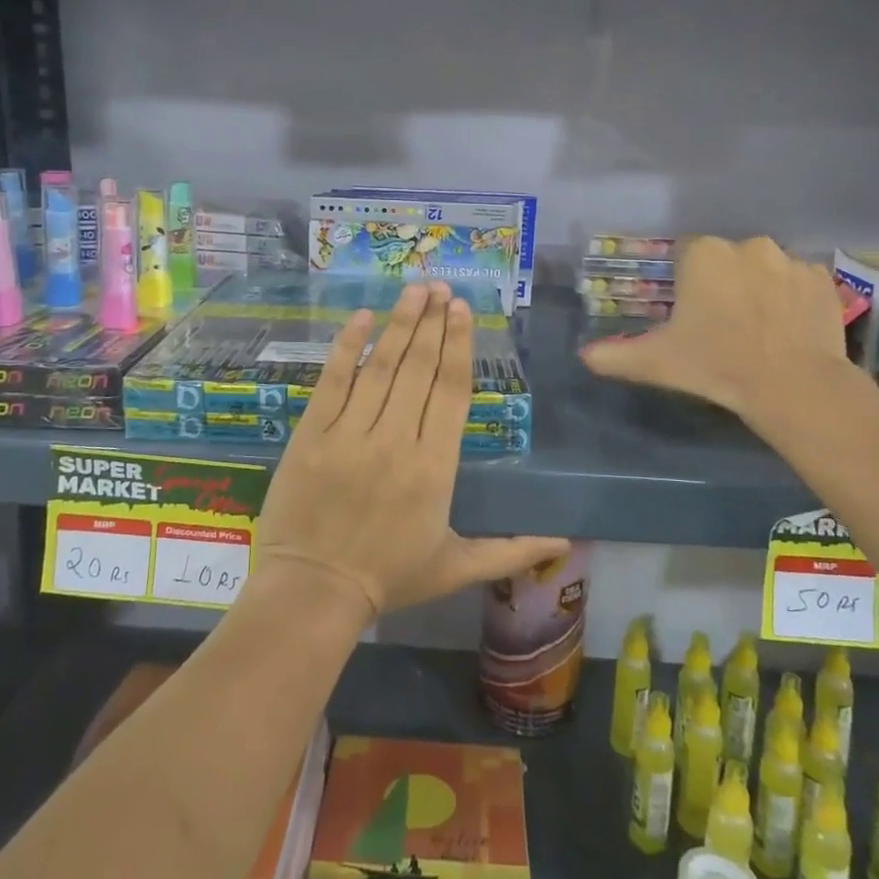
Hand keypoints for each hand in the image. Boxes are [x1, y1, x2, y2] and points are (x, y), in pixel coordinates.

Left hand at [255, 282, 568, 620]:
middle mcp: (396, 439)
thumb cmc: (389, 578)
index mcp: (435, 466)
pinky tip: (361, 317)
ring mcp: (351, 433)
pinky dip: (347, 347)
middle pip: (419, 368)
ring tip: (414, 290)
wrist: (313, 592)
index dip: (459, 346)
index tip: (463, 310)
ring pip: (381, 367)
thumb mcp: (457, 568)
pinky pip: (333, 381)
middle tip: (441, 286)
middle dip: (433, 322)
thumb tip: (565, 542)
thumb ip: (511, 550)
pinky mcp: (313, 433)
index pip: (451, 391)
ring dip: (399, 323)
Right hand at [581, 236, 853, 435]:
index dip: (686, 285)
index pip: (686, 256)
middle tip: (721, 325)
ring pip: (763, 268)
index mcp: (703, 254)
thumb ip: (614, 356)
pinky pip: (798, 281)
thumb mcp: (656, 363)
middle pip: (726, 259)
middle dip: (722, 283)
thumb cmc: (716, 364)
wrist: (793, 385)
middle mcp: (746, 244)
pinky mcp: (823, 278)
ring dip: (758, 288)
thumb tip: (583, 356)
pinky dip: (792, 297)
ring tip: (758, 329)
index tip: (690, 315)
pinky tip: (788, 328)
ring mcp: (790, 259)